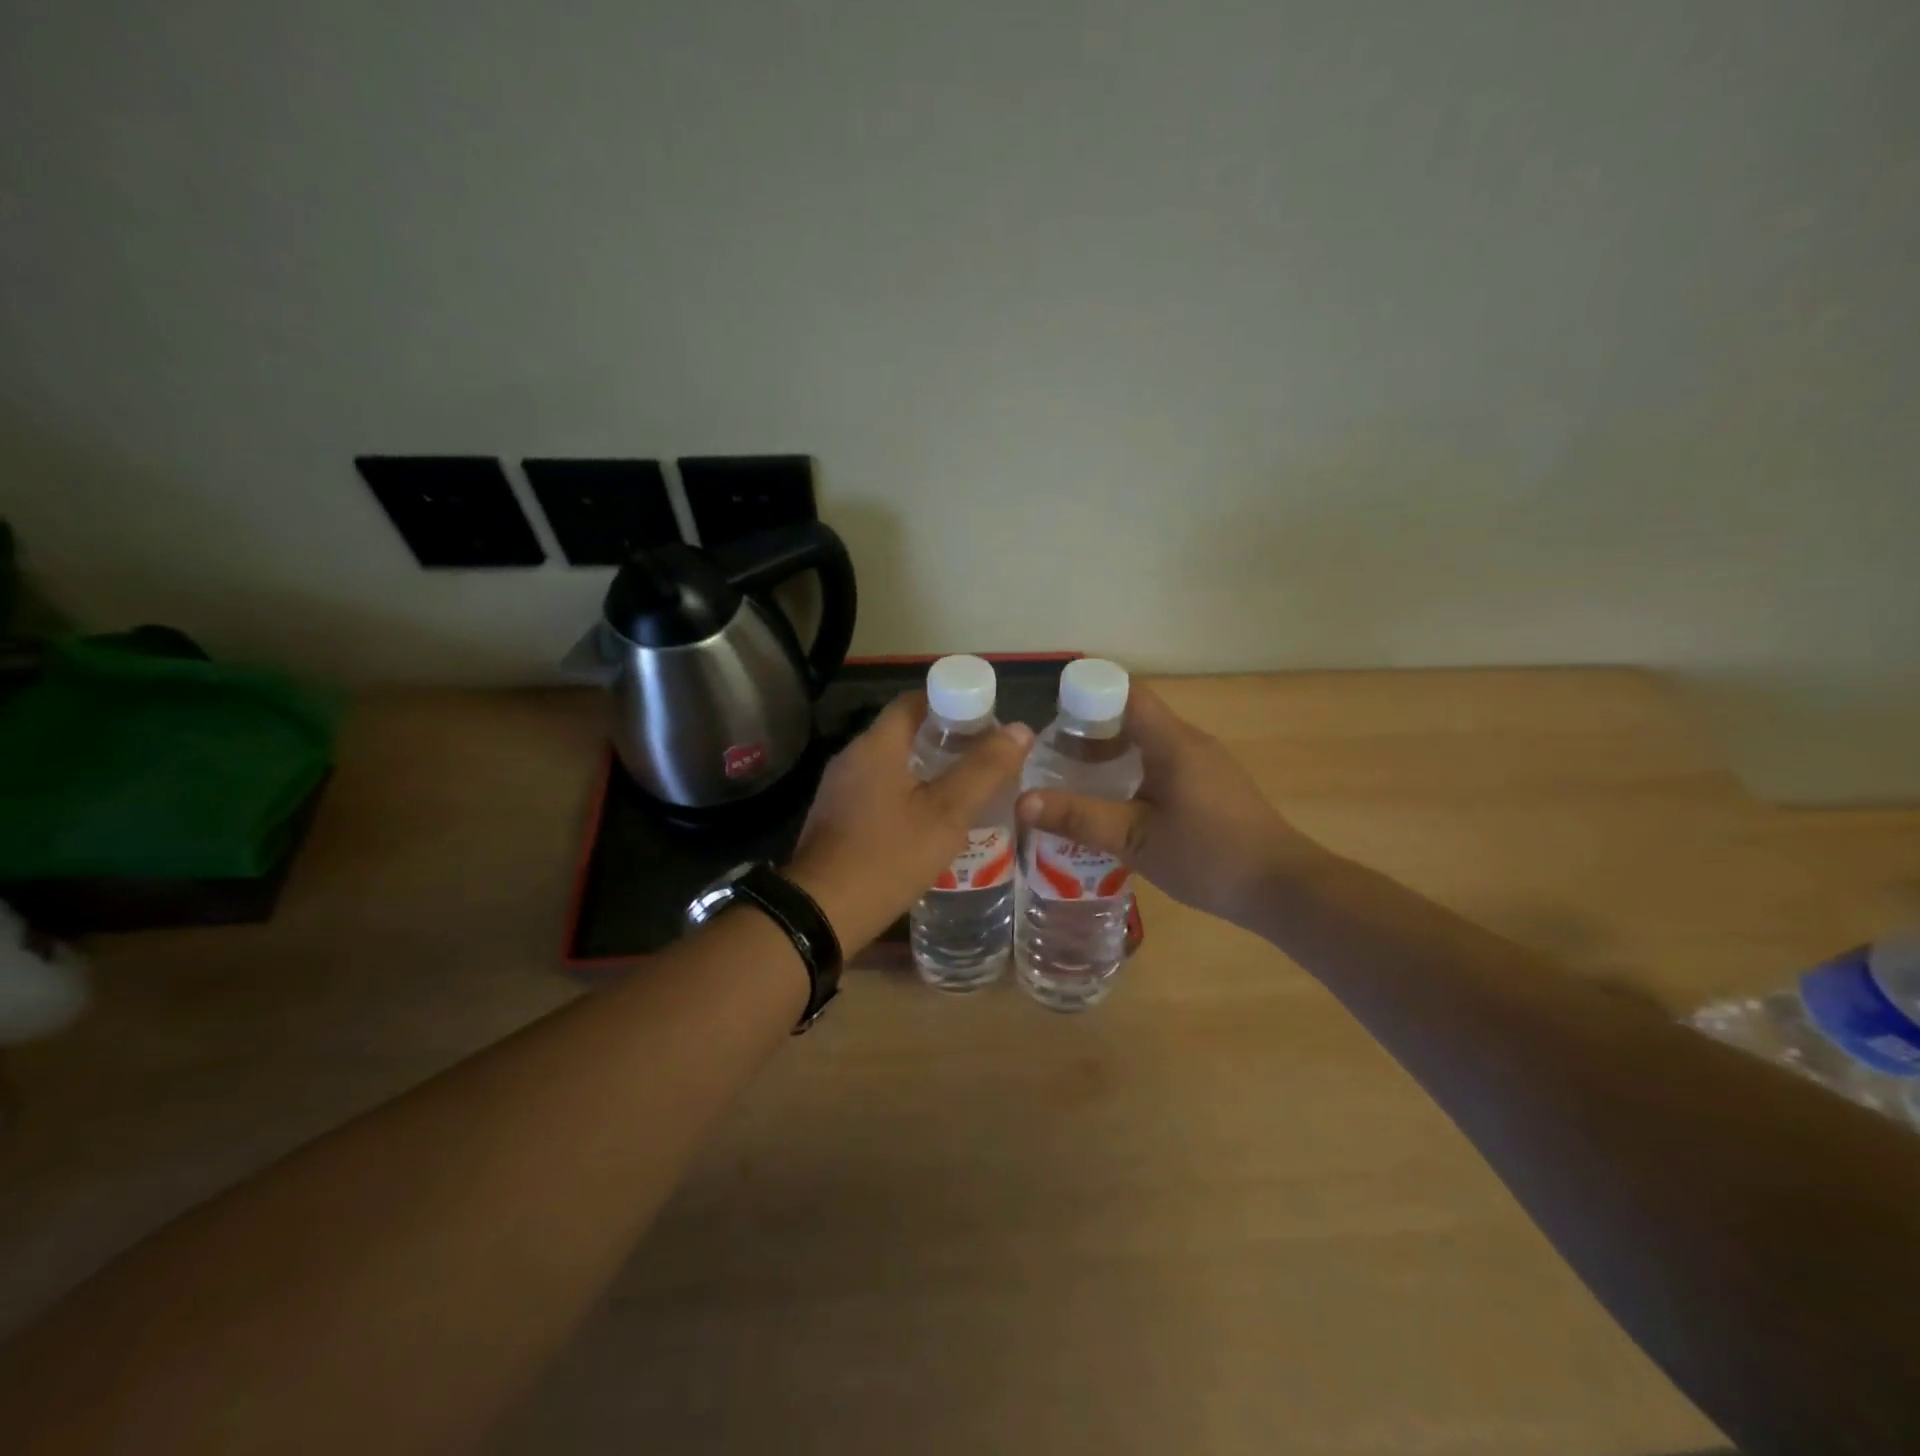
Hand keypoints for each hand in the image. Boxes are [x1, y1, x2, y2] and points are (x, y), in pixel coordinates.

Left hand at [788, 694, 1033, 950]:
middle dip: (945, 741)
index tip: (985, 724)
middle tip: (983, 761)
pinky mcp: (835, 818)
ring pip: (891, 765)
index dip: (952, 703)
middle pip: (904, 733)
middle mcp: (852, 758)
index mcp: (876, 745)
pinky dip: (906, 796)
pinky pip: (877, 792)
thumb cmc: (888, 856)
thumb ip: (984, 770)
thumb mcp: (946, 814)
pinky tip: (928, 824)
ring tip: (964, 792)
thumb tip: (1020, 729)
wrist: (822, 912)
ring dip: (926, 772)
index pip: (915, 701)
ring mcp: (838, 790)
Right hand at [1014, 683, 1322, 927]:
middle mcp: (1189, 741)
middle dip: (1090, 731)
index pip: (1125, 692)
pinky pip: (1162, 764)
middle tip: (1051, 758)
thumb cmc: (1209, 857)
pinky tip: (1114, 806)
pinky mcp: (1211, 786)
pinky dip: (1132, 773)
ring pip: (1147, 743)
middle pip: (1133, 716)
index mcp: (1172, 741)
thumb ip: (1080, 818)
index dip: (1086, 695)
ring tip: (1073, 782)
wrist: (1282, 889)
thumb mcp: (1135, 840)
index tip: (1052, 720)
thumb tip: (1022, 802)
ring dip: (1111, 755)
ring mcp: (1204, 763)